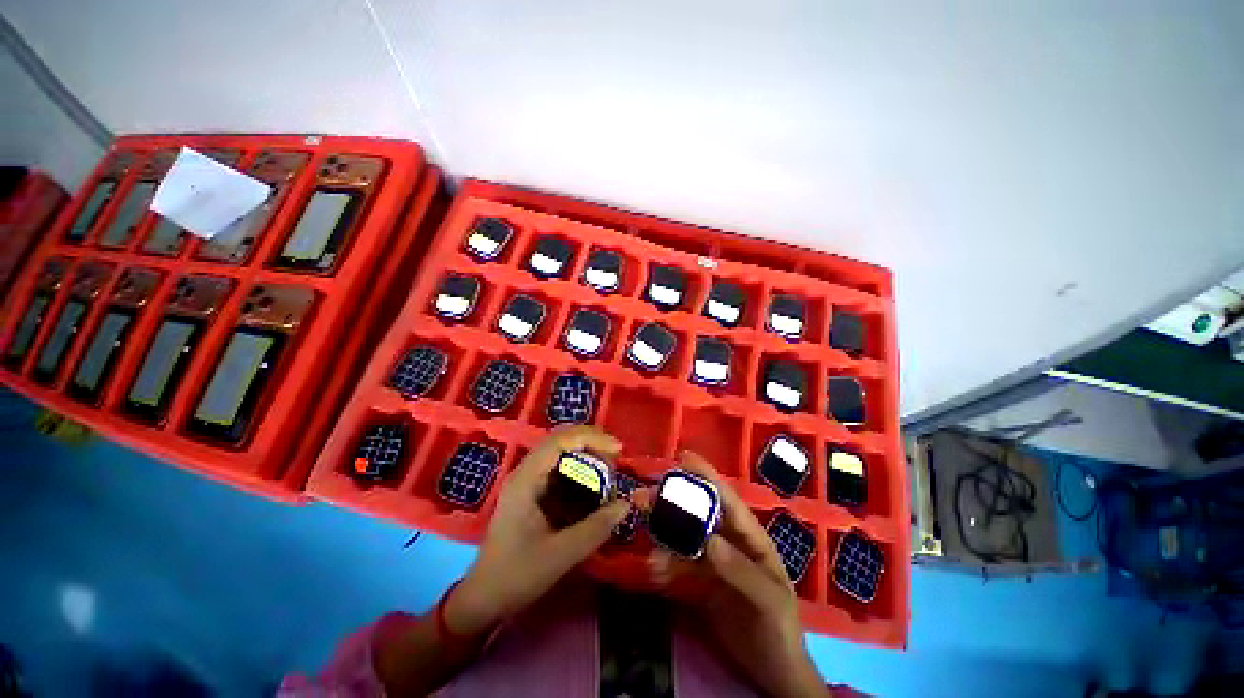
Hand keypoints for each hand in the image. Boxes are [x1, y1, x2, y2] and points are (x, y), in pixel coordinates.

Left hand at [446, 426, 630, 635]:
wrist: (484, 599)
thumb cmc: (516, 575)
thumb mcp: (561, 554)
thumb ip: (596, 528)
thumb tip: (626, 505)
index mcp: (526, 479)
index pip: (560, 440)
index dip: (591, 438)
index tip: (617, 450)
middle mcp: (527, 472)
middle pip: (562, 441)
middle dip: (592, 446)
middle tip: (615, 463)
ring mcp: (529, 482)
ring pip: (562, 454)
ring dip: (588, 458)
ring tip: (609, 475)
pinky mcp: (534, 493)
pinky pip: (561, 471)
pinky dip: (581, 473)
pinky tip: (594, 489)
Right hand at [649, 451, 826, 697]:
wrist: (772, 672)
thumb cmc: (780, 629)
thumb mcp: (768, 600)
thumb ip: (741, 570)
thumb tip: (709, 541)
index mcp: (750, 537)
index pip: (727, 498)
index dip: (706, 475)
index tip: (682, 457)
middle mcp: (729, 542)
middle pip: (698, 513)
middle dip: (673, 502)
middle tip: (644, 496)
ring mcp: (714, 561)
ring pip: (685, 537)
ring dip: (664, 533)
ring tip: (644, 533)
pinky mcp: (701, 582)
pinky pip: (679, 565)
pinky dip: (665, 564)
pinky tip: (653, 569)